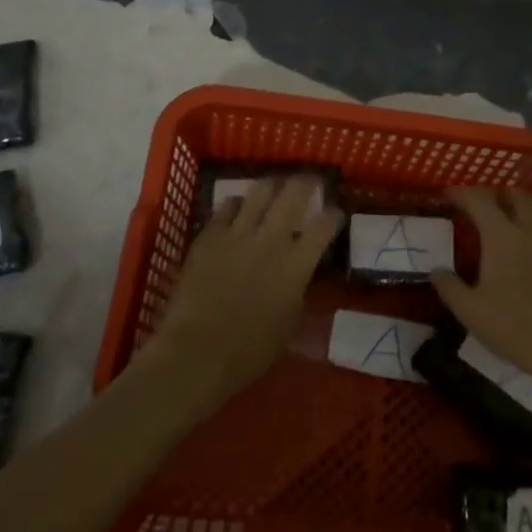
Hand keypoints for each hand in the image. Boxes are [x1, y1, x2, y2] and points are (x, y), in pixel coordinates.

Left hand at [141, 174, 340, 414]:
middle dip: (305, 182)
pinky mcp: (209, 236)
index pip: (324, 226)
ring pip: (259, 192)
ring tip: (274, 184)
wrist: (197, 352)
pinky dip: (236, 204)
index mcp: (296, 265)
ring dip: (271, 185)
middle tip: (309, 180)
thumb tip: (296, 273)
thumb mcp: (288, 323)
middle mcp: (271, 240)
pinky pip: (226, 207)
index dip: (333, 215)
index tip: (335, 212)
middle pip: (294, 195)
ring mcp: (238, 234)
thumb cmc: (249, 352)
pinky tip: (237, 208)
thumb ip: (296, 289)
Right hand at [430, 187, 531, 399]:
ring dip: (511, 210)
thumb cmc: (514, 327)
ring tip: (492, 226)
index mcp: (502, 235)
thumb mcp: (470, 311)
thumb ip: (449, 287)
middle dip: (493, 192)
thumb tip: (437, 271)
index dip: (461, 193)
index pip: (479, 200)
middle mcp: (528, 232)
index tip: (446, 193)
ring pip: (531, 213)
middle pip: (514, 195)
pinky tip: (515, 254)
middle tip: (474, 204)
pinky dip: (524, 230)